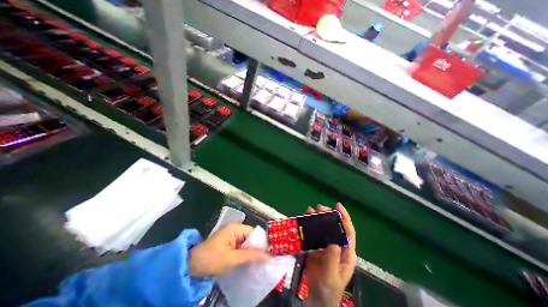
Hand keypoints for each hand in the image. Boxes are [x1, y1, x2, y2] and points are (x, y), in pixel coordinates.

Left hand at [189, 225, 268, 276]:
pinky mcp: (229, 244)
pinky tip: (251, 263)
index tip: (271, 253)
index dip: (262, 242)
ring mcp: (232, 237)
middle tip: (267, 260)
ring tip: (262, 262)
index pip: (254, 233)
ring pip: (247, 243)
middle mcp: (235, 229)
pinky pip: (242, 247)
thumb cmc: (211, 259)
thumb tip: (268, 256)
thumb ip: (250, 256)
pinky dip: (246, 254)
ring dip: (252, 252)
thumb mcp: (231, 259)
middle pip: (251, 237)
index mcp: (236, 228)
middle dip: (258, 248)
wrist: (190, 267)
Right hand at [304, 203, 354, 305]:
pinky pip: (314, 233)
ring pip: (324, 228)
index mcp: (346, 252)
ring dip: (318, 218)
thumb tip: (333, 243)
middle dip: (328, 215)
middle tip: (319, 208)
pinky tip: (306, 218)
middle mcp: (337, 245)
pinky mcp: (316, 246)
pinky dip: (310, 225)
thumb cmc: (329, 289)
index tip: (338, 206)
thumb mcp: (332, 276)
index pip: (348, 232)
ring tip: (311, 210)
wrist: (317, 296)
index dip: (344, 218)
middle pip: (334, 226)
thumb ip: (333, 260)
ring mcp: (326, 245)